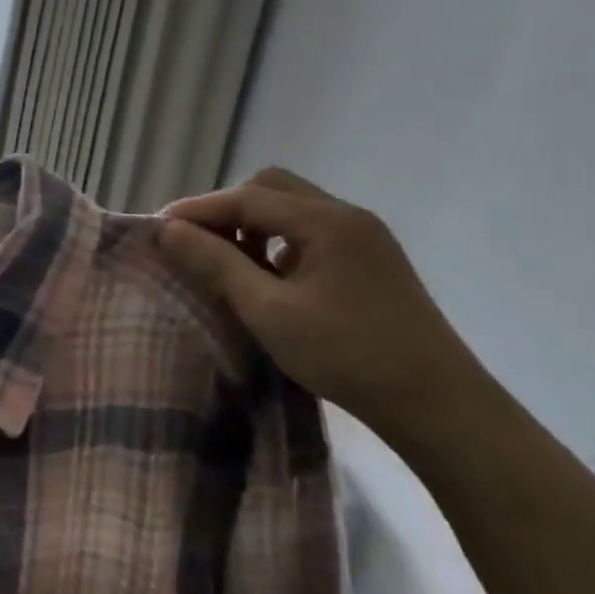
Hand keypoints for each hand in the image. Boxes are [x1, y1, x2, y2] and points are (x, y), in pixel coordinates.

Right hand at [158, 168, 488, 436]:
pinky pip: (309, 232)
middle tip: (193, 243)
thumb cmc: (346, 354)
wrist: (437, 404)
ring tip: (224, 261)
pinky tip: (265, 276)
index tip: (157, 229)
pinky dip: (276, 241)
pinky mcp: (369, 261)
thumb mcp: (268, 311)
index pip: (247, 197)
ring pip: (291, 209)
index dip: (197, 209)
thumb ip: (215, 264)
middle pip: (271, 189)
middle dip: (226, 210)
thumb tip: (167, 230)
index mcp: (326, 222)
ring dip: (251, 225)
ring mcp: (363, 238)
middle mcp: (347, 216)